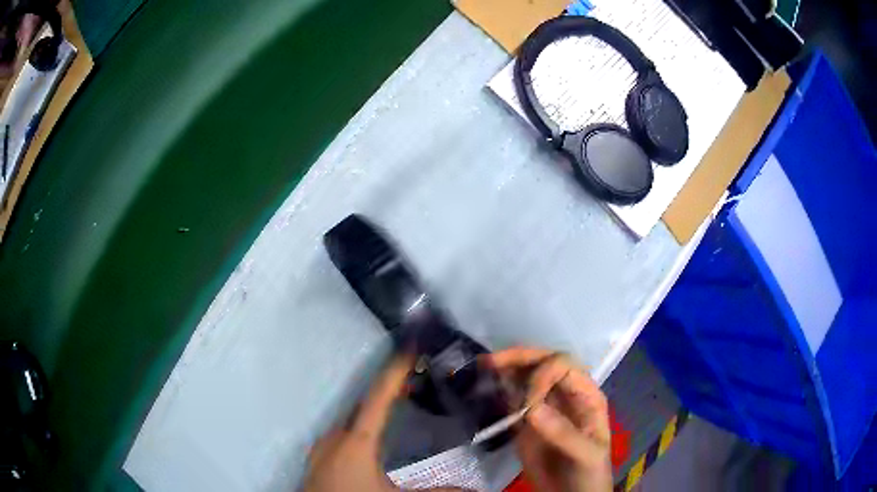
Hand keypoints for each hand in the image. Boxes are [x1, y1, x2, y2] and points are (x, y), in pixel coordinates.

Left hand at [303, 354, 466, 491]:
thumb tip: (475, 488)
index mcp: (355, 440)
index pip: (379, 397)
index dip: (395, 369)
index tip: (411, 345)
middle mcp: (335, 437)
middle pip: (363, 404)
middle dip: (389, 388)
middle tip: (416, 376)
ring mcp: (323, 449)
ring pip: (351, 419)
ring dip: (374, 409)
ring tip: (400, 402)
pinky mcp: (319, 461)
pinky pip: (343, 434)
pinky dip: (361, 426)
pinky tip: (373, 438)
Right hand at [487, 348, 612, 491]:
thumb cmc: (589, 472)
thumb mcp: (585, 454)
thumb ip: (563, 433)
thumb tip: (531, 408)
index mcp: (585, 395)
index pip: (564, 366)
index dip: (542, 376)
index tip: (526, 405)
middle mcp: (565, 394)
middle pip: (544, 362)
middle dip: (519, 358)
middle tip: (490, 361)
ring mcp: (545, 406)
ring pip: (526, 376)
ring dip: (506, 369)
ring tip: (483, 367)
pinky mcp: (526, 421)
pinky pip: (513, 398)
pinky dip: (500, 390)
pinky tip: (487, 386)